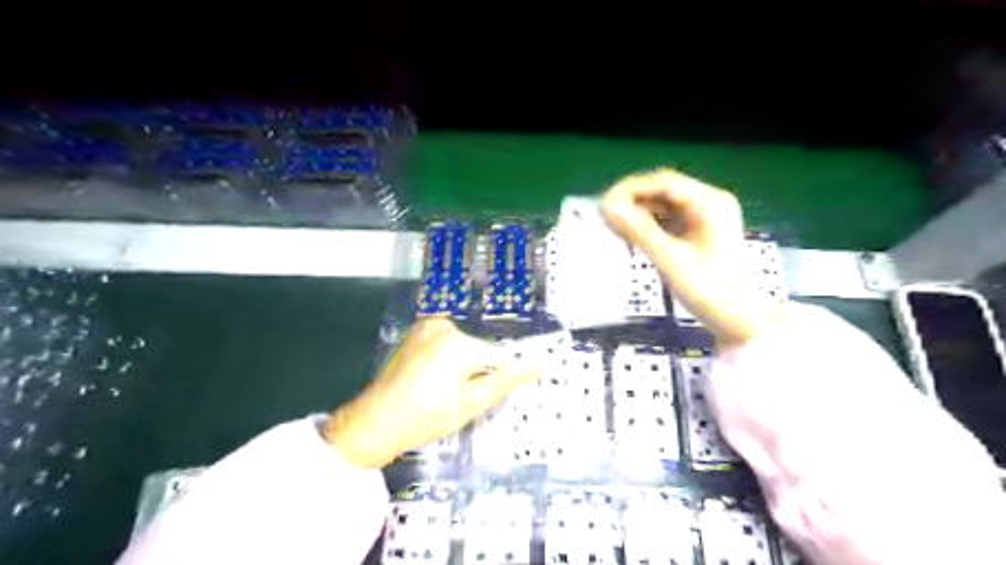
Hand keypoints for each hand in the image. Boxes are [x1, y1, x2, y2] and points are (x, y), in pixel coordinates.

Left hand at [328, 317, 537, 467]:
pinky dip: (445, 361)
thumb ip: (506, 381)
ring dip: (460, 367)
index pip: (497, 357)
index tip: (478, 398)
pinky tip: (429, 381)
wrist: (375, 423)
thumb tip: (538, 364)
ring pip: (462, 348)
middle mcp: (443, 326)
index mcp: (458, 342)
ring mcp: (426, 327)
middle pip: (478, 351)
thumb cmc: (426, 417)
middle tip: (455, 401)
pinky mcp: (415, 334)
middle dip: (475, 373)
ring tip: (440, 393)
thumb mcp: (471, 403)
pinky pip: (445, 345)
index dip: (494, 380)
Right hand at [600, 168, 779, 342]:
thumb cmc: (707, 290)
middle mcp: (710, 202)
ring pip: (665, 203)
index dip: (630, 190)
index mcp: (709, 203)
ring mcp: (708, 216)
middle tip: (605, 215)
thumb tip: (606, 207)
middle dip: (633, 200)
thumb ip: (637, 230)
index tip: (603, 204)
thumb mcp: (669, 259)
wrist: (739, 319)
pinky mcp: (702, 231)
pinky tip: (633, 234)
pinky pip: (671, 218)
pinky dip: (650, 223)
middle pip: (664, 190)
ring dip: (640, 211)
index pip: (663, 183)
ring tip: (614, 225)